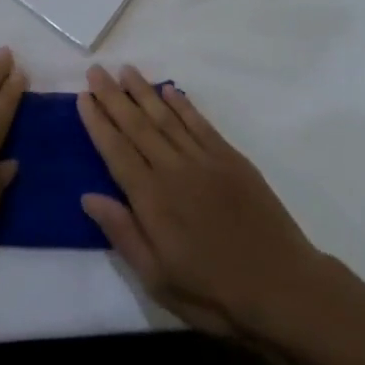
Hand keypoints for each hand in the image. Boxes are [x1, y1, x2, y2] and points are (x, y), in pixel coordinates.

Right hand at [78, 66, 322, 335]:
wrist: (281, 287)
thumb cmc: (213, 293)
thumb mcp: (157, 279)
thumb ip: (123, 233)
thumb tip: (88, 196)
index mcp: (152, 200)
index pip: (116, 151)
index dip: (98, 123)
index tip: (83, 97)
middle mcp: (174, 170)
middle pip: (137, 126)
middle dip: (114, 97)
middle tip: (96, 71)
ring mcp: (205, 160)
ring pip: (167, 117)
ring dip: (144, 91)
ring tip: (126, 70)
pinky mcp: (231, 159)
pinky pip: (200, 124)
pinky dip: (183, 105)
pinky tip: (169, 90)